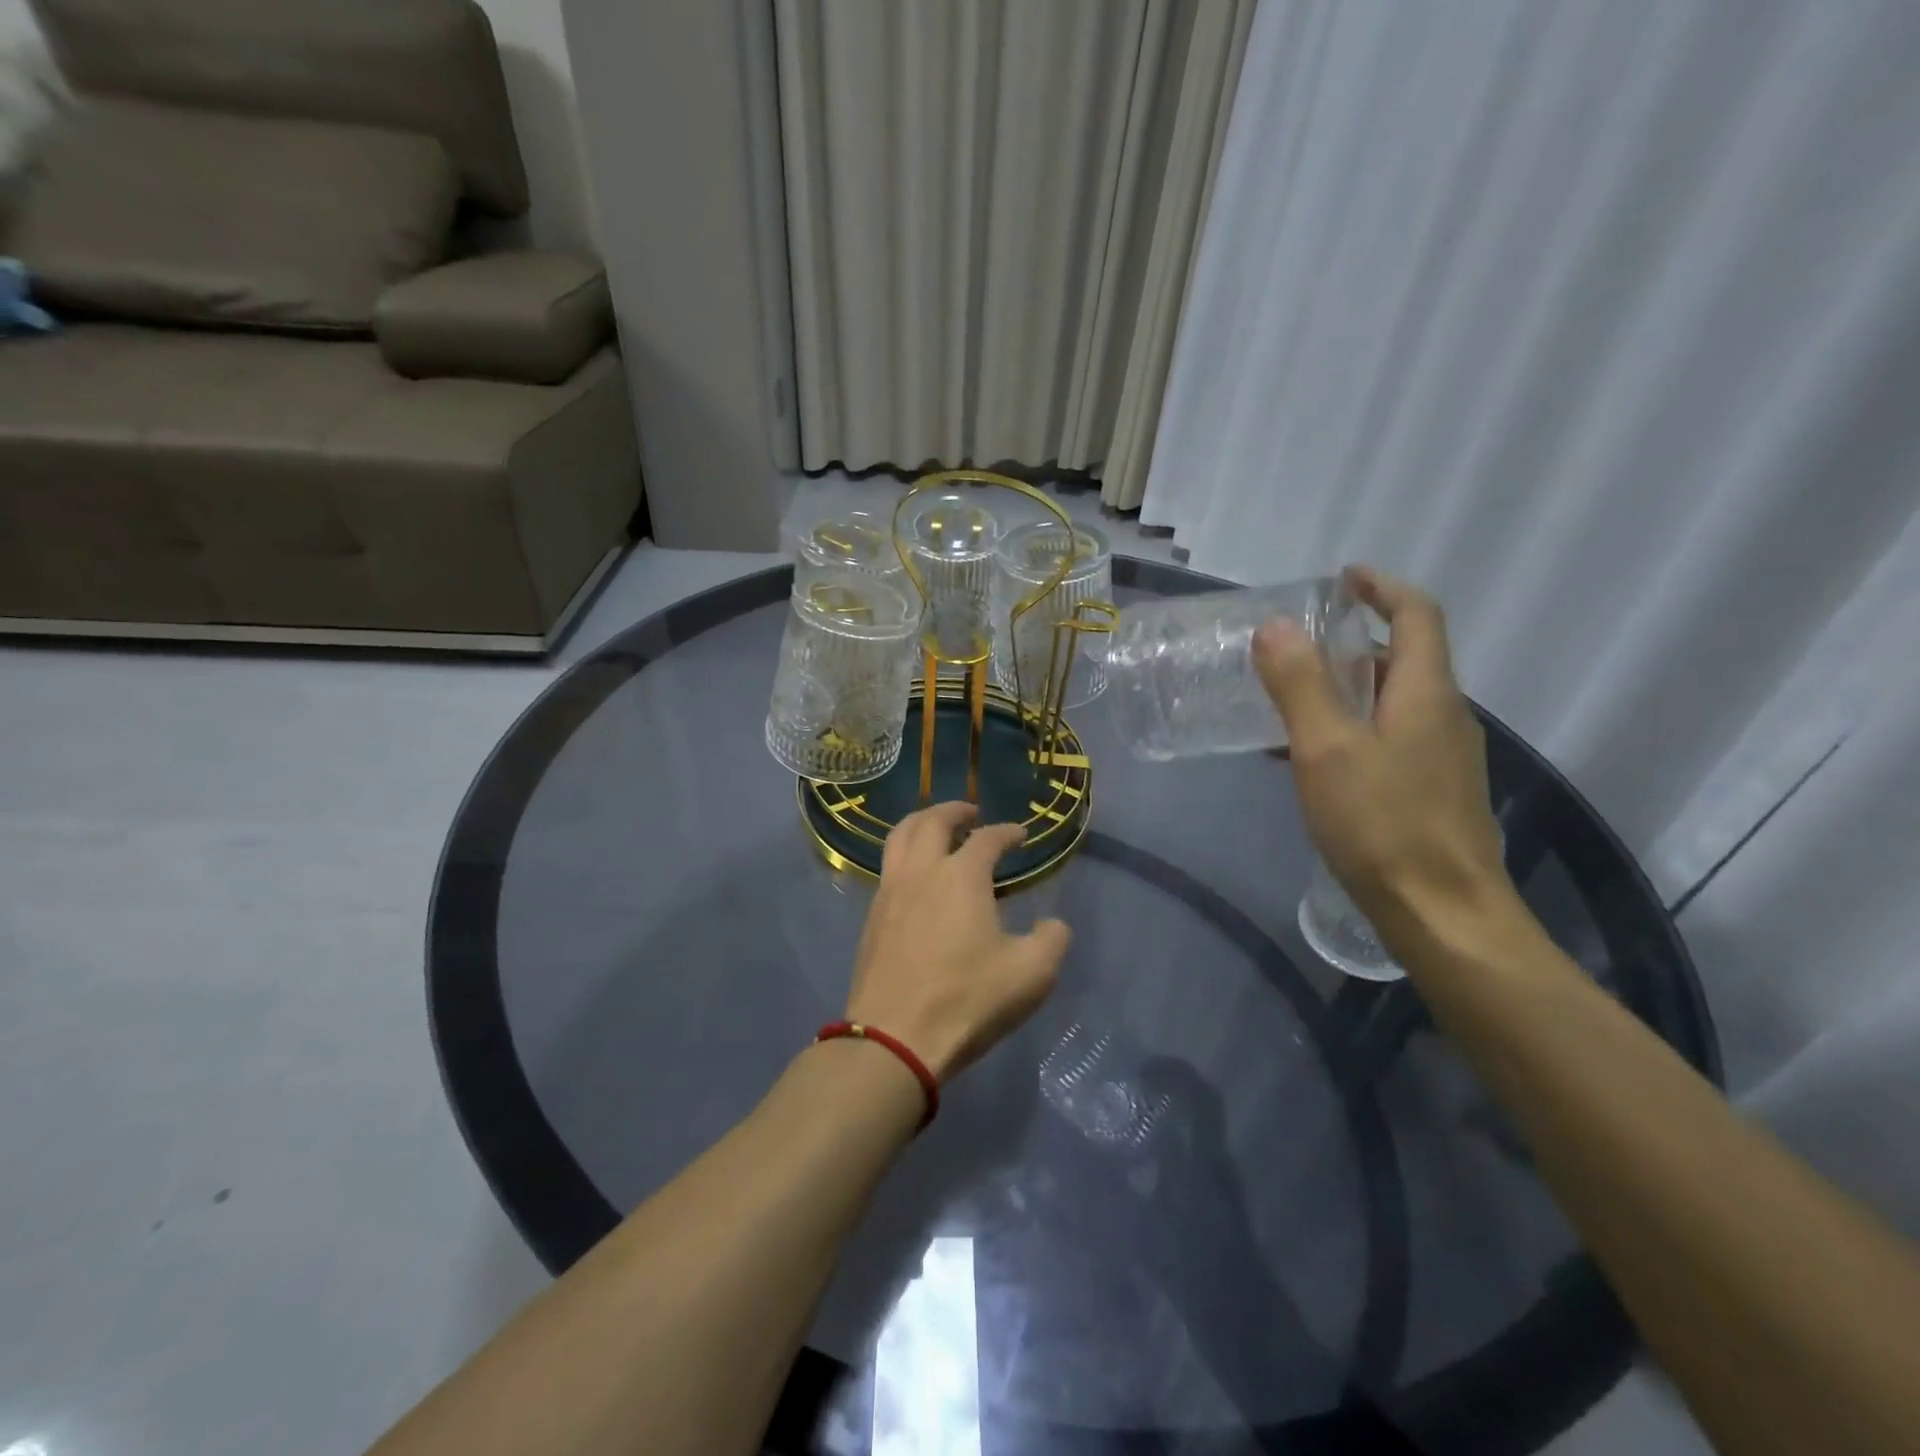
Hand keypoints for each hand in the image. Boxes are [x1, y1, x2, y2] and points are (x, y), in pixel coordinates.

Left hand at [845, 802, 1070, 1082]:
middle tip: (971, 813)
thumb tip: (1053, 925)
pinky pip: (888, 867)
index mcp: (961, 876)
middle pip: (932, 821)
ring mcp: (890, 892)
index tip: (1020, 835)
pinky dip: (905, 855)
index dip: (1007, 832)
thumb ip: (1051, 941)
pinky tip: (917, 877)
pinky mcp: (871, 917)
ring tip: (936, 830)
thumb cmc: (967, 1000)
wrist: (895, 1038)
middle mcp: (921, 871)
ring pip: (899, 837)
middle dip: (954, 810)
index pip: (987, 838)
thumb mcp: (1031, 974)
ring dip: (921, 824)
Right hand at [1254, 566, 1514, 956]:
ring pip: (1393, 703)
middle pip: (1405, 658)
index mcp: (1426, 693)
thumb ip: (1300, 685)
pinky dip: (1351, 730)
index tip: (1342, 578)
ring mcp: (1443, 758)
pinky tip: (1312, 762)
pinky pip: (1389, 740)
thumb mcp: (1326, 749)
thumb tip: (1274, 626)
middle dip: (1353, 643)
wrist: (1445, 916)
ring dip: (1347, 690)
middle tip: (1297, 649)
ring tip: (1291, 704)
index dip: (1382, 587)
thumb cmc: (1383, 825)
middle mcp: (1444, 716)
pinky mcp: (1432, 792)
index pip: (1417, 615)